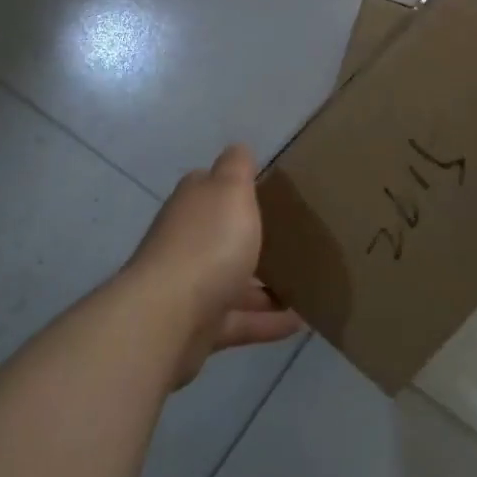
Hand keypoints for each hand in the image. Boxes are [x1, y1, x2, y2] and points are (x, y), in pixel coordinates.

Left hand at [123, 145, 303, 387]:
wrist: (169, 318)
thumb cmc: (207, 244)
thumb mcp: (230, 191)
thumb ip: (237, 168)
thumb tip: (239, 148)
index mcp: (193, 205)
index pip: (210, 188)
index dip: (235, 187)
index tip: (270, 192)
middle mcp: (186, 243)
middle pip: (222, 237)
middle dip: (252, 239)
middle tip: (297, 240)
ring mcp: (191, 287)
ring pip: (233, 282)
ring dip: (265, 286)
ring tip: (307, 285)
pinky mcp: (200, 328)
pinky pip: (240, 322)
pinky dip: (268, 322)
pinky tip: (300, 321)